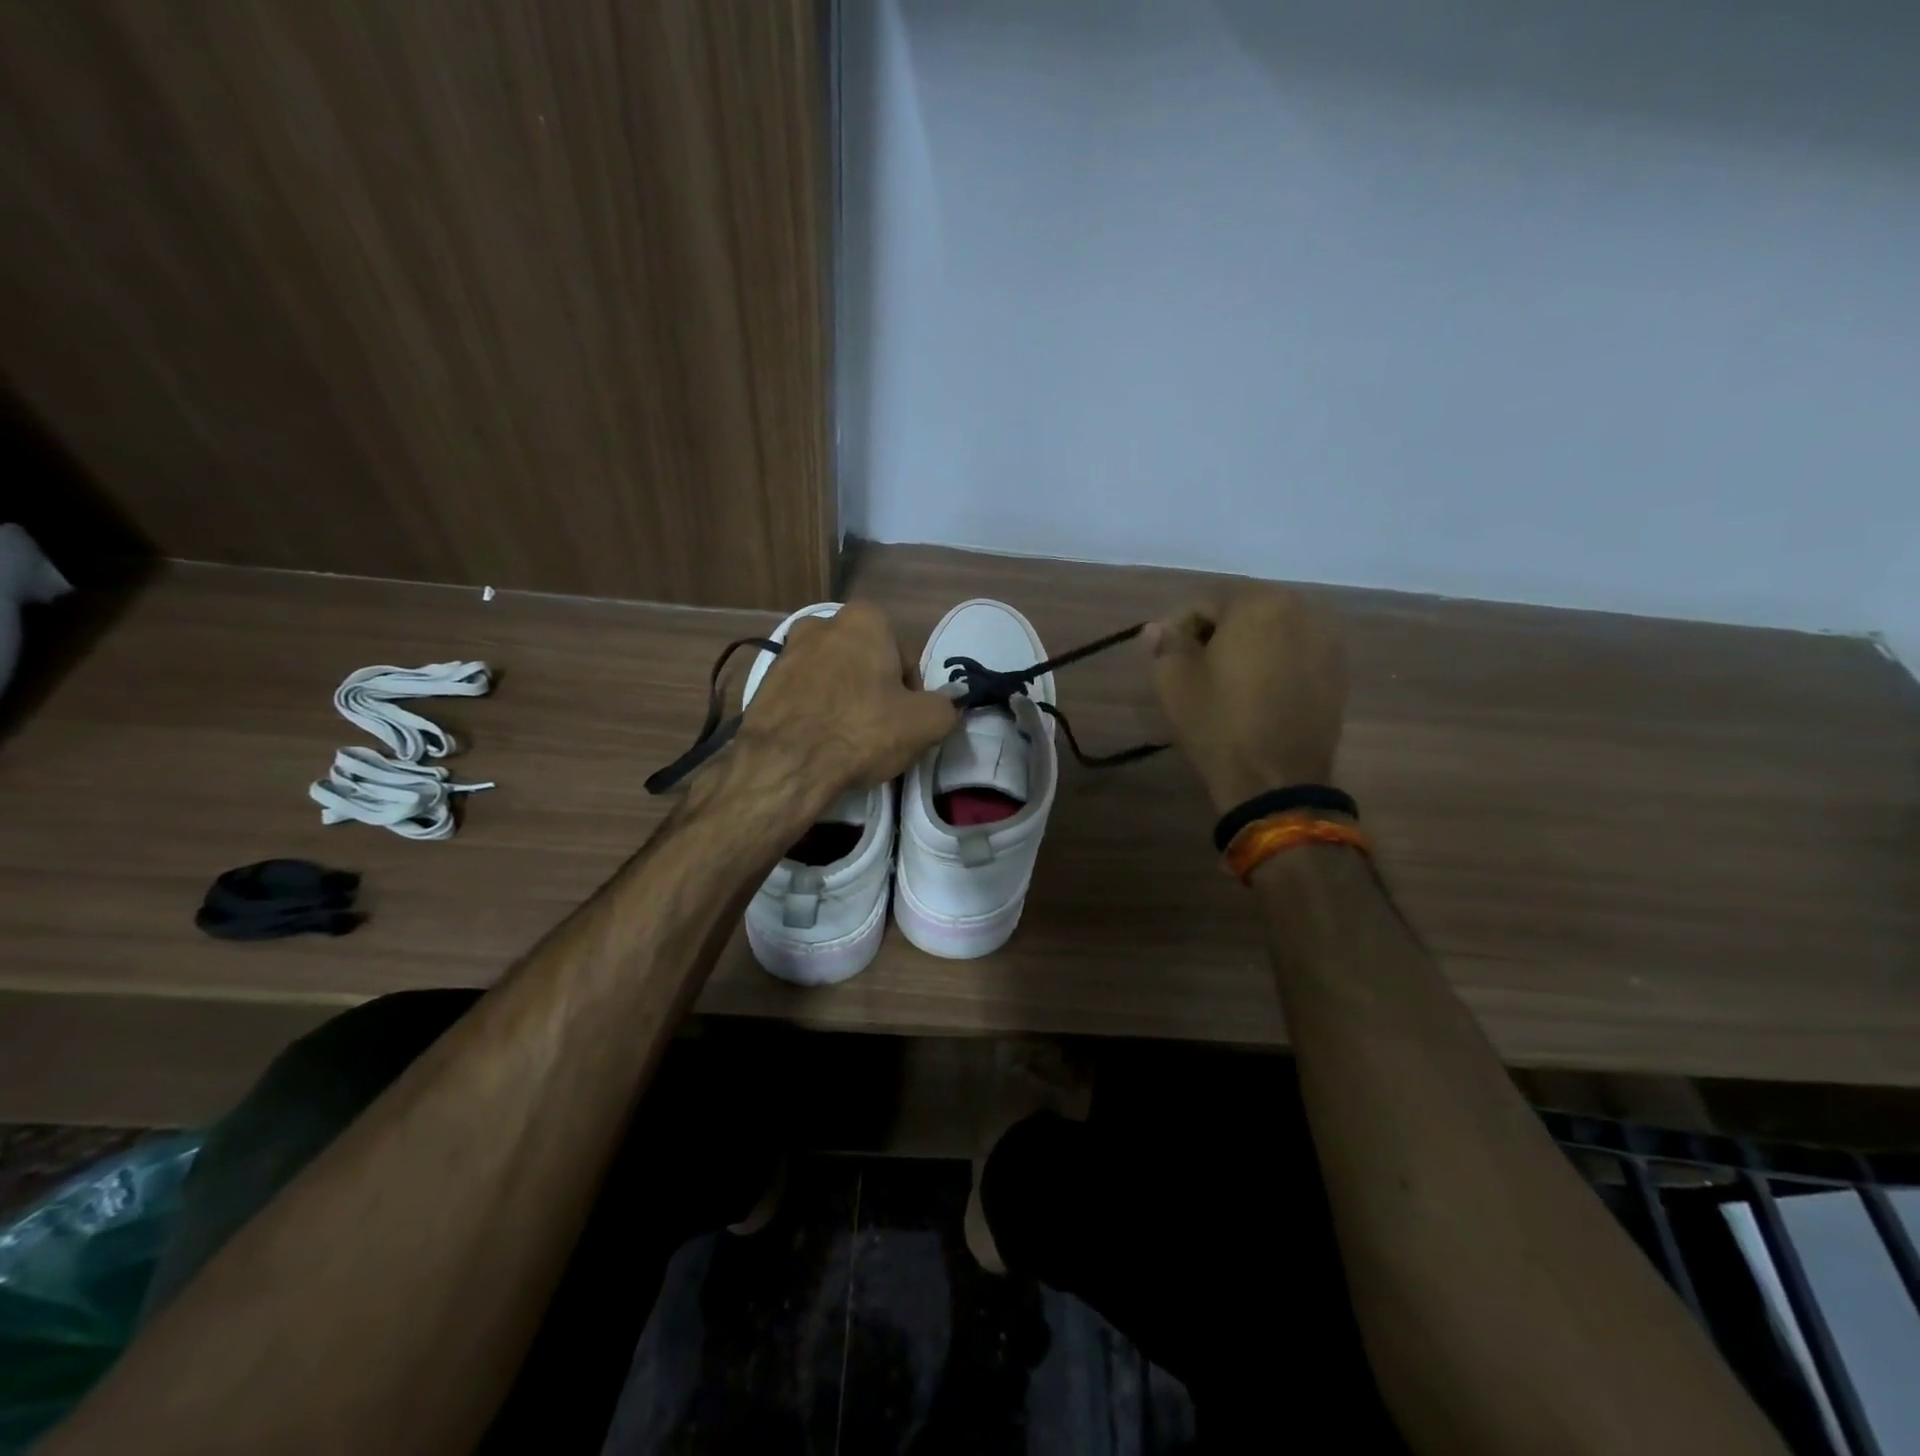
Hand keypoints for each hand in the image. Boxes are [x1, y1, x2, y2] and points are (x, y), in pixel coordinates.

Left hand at [737, 602, 957, 793]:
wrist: (785, 762)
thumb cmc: (861, 730)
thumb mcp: (926, 723)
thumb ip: (946, 707)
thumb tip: (945, 706)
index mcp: (866, 619)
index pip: (905, 657)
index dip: (912, 693)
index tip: (906, 721)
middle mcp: (823, 622)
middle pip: (867, 662)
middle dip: (875, 690)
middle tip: (880, 730)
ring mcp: (788, 649)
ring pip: (834, 676)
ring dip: (845, 699)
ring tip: (848, 739)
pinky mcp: (764, 680)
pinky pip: (805, 693)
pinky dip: (816, 710)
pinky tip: (821, 740)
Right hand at [1145, 586, 1348, 812]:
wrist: (1276, 779)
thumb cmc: (1218, 723)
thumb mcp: (1174, 682)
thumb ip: (1165, 644)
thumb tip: (1158, 628)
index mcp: (1257, 603)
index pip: (1204, 602)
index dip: (1177, 627)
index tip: (1165, 657)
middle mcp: (1301, 608)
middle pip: (1243, 610)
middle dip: (1215, 632)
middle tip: (1193, 666)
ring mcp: (1327, 639)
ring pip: (1273, 630)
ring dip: (1247, 645)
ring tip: (1226, 680)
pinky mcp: (1338, 670)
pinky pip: (1295, 652)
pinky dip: (1274, 662)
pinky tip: (1257, 692)